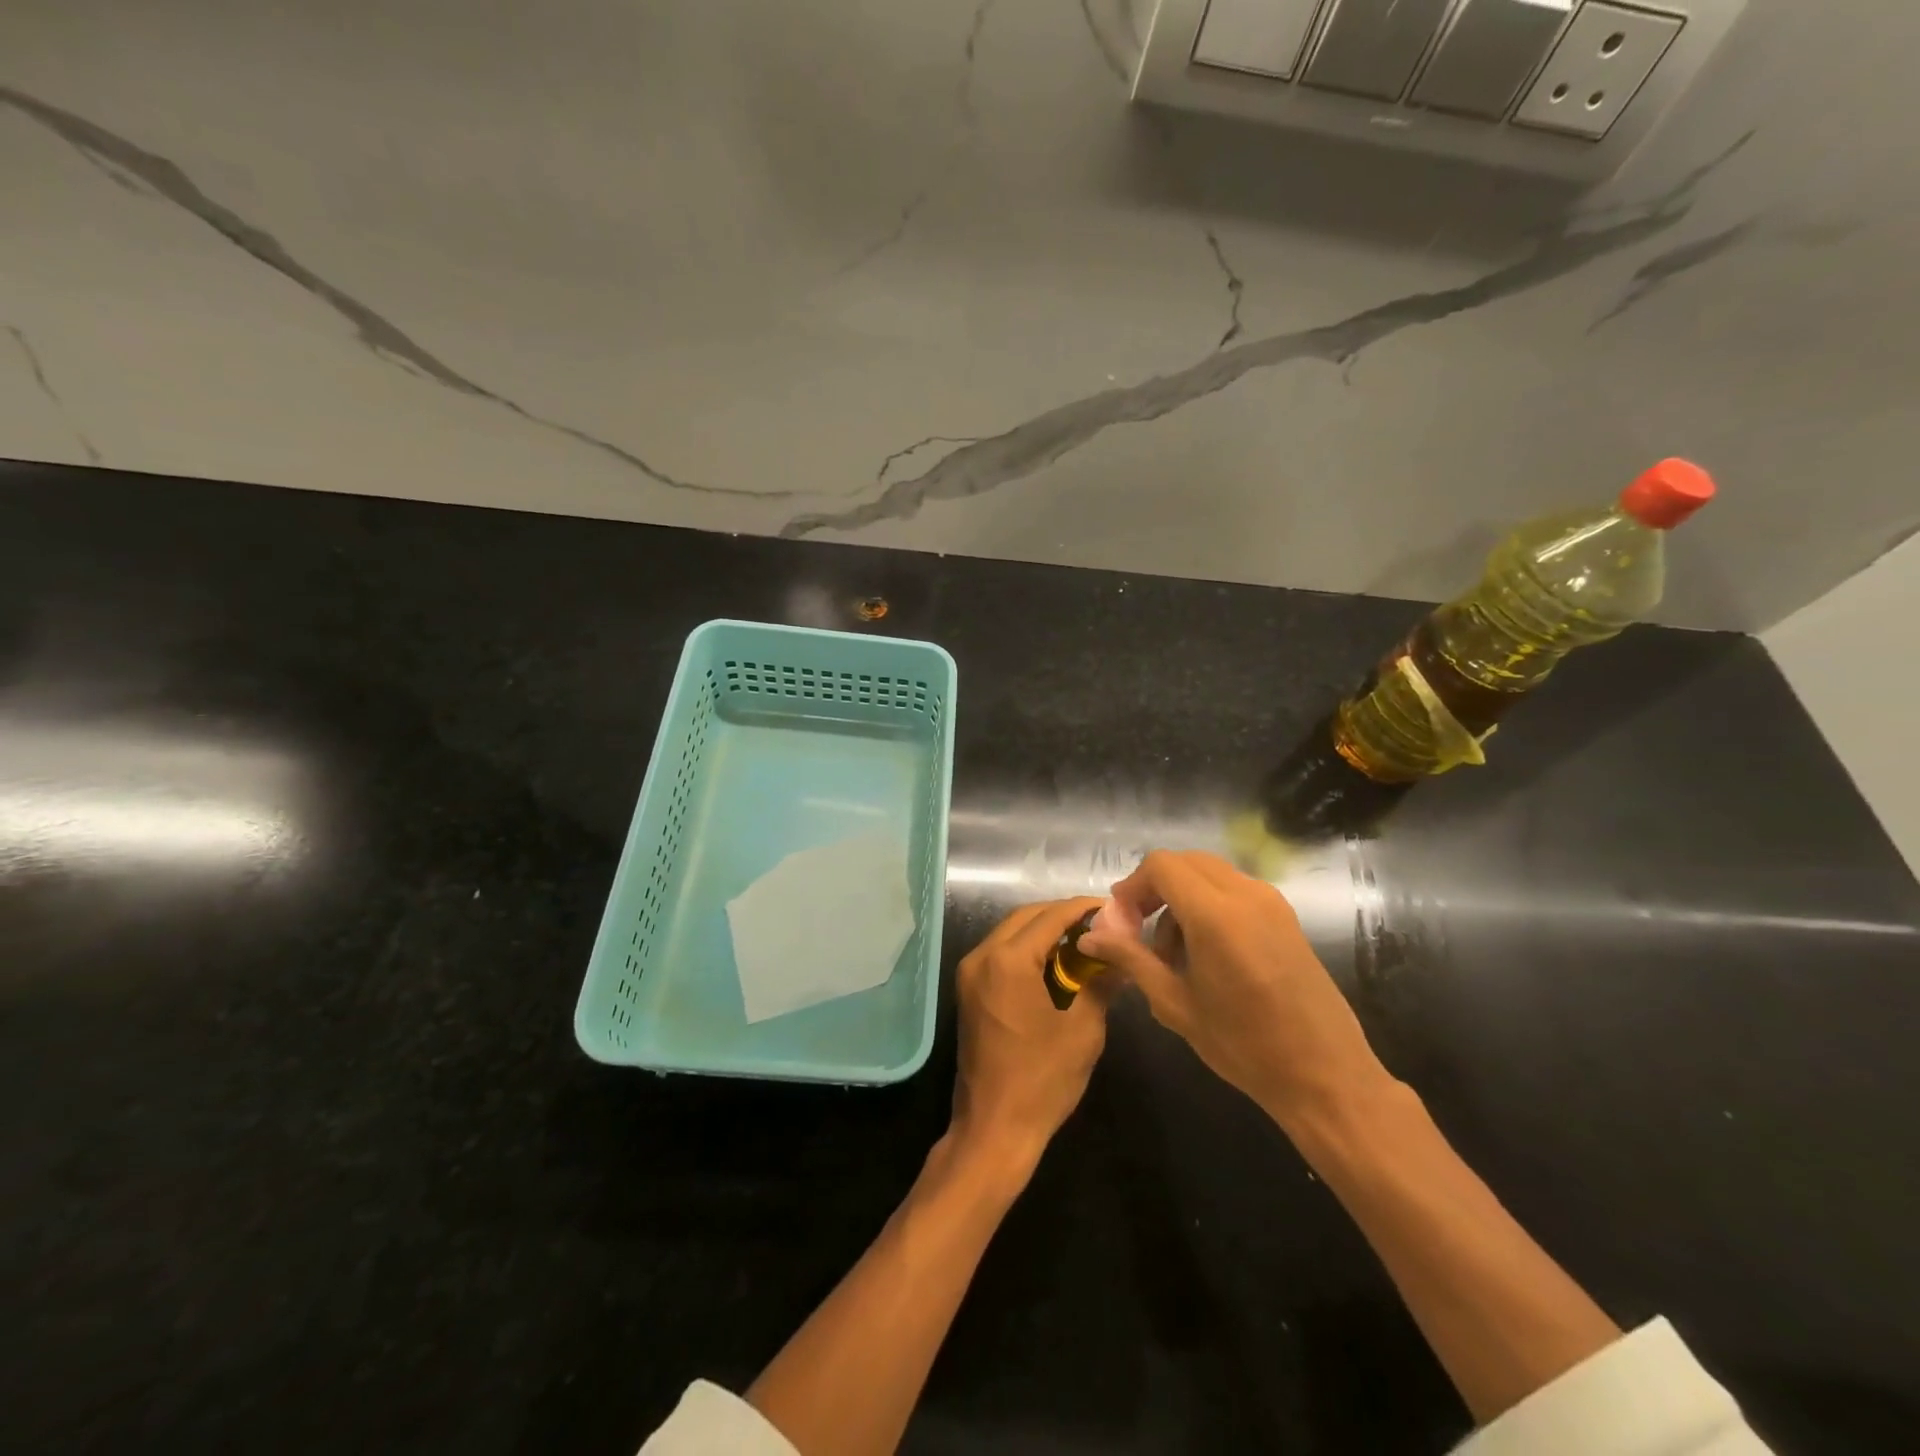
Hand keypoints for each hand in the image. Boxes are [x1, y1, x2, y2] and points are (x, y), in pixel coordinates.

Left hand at [950, 898, 1108, 1169]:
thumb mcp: (1083, 1030)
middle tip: (1101, 924)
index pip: (1051, 916)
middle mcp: (982, 956)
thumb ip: (1100, 983)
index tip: (1112, 908)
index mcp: (1009, 960)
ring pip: (1011, 932)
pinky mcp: (969, 989)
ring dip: (1044, 931)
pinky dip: (1028, 949)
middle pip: (1026, 917)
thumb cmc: (1042, 1080)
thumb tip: (1122, 955)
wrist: (993, 1128)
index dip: (1083, 908)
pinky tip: (1057, 963)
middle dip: (1063, 916)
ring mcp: (971, 972)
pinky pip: (1001, 953)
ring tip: (1084, 941)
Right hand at [1080, 851, 1393, 1129]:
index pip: (1161, 865)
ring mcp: (1271, 902)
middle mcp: (1246, 894)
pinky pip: (1233, 890)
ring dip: (1180, 897)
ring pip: (1209, 873)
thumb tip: (1088, 936)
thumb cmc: (1244, 1046)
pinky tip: (1205, 952)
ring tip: (1172, 953)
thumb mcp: (1175, 1004)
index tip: (1121, 922)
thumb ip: (1130, 959)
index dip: (1133, 886)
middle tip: (1138, 931)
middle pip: (1185, 862)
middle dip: (1154, 888)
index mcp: (1216, 915)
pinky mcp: (1285, 917)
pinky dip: (1207, 904)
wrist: (1326, 1077)